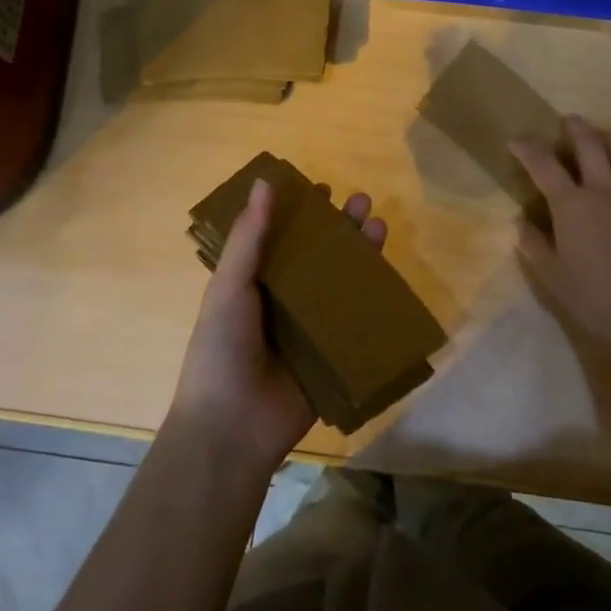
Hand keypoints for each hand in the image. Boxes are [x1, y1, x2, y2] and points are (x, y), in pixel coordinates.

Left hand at [167, 177, 387, 474]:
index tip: (322, 187)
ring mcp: (310, 328)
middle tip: (362, 201)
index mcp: (253, 282)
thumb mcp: (229, 287)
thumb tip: (264, 182)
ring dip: (360, 254)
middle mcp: (283, 300)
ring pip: (341, 282)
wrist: (232, 428)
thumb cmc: (221, 349)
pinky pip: (356, 321)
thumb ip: (250, 238)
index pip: (281, 237)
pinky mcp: (332, 354)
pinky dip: (373, 298)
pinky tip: (389, 274)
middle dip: (340, 228)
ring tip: (379, 224)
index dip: (300, 212)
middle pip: (318, 256)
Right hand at [510, 116, 610, 356]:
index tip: (516, 141)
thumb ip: (533, 243)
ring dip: (608, 138)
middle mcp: (603, 189)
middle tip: (568, 121)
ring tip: (602, 136)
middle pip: (590, 144)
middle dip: (575, 128)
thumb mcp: (551, 274)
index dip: (527, 148)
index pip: (544, 165)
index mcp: (571, 204)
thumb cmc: (592, 295)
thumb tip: (520, 221)